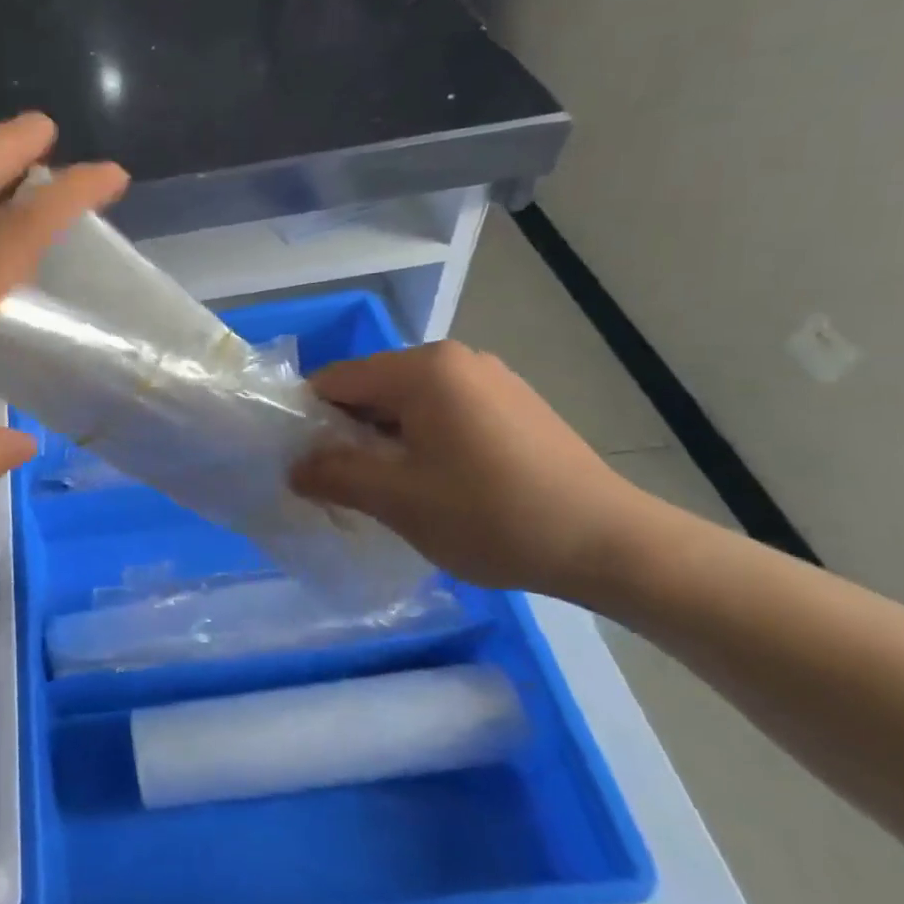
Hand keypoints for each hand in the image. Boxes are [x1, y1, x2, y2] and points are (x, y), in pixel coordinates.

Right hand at [290, 341, 656, 594]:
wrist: (609, 544)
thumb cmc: (491, 515)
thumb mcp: (397, 499)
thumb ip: (334, 475)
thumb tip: (293, 467)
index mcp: (423, 369)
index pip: (336, 379)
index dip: (309, 420)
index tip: (304, 464)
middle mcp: (456, 358)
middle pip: (373, 388)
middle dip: (349, 432)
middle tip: (345, 484)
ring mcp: (491, 378)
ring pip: (409, 403)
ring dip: (386, 440)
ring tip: (392, 490)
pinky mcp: (515, 404)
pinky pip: (445, 412)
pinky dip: (424, 440)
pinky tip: (439, 484)